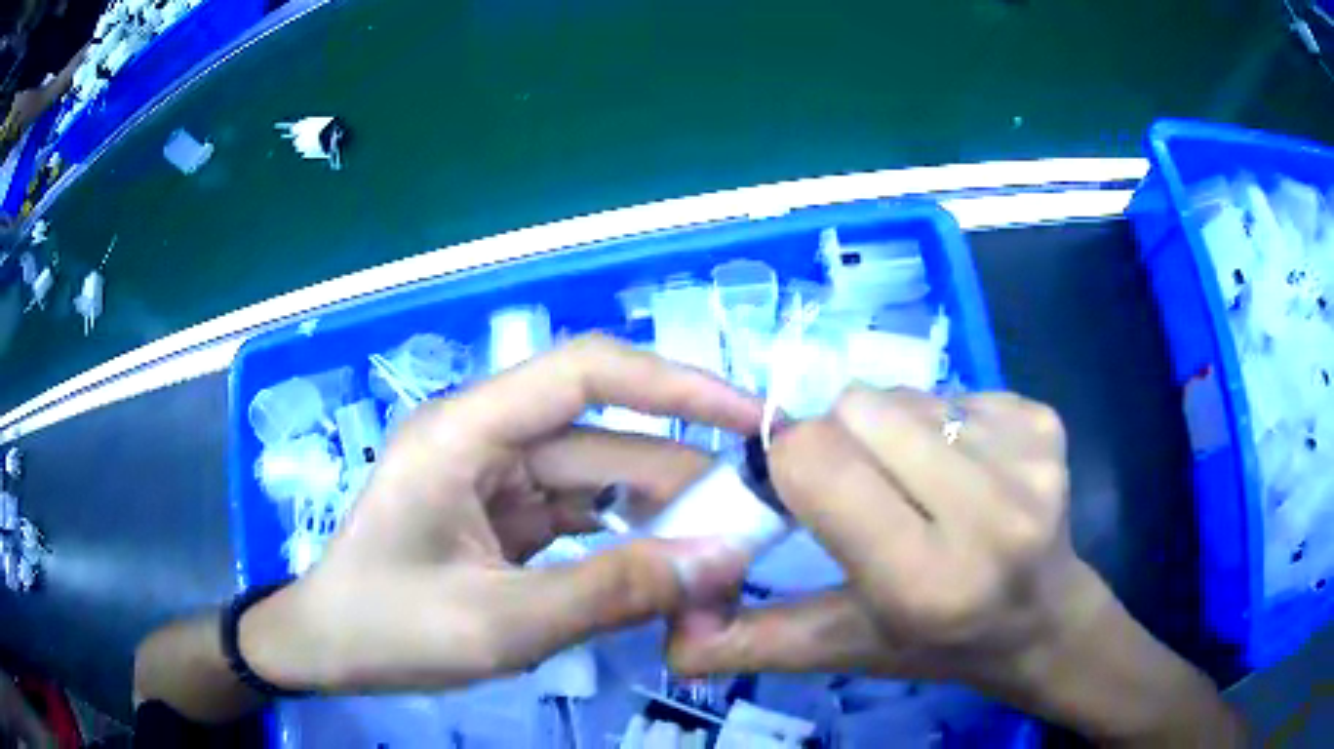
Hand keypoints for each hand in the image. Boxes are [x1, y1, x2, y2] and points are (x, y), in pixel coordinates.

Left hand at [241, 335, 759, 692]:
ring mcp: (492, 474)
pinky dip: (624, 540)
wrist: (327, 649)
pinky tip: (663, 570)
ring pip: (598, 478)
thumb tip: (720, 563)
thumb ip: (610, 594)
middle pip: (603, 436)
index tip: (750, 419)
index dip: (677, 385)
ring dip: (656, 515)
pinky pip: (579, 513)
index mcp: (465, 432)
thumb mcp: (500, 625)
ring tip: (717, 558)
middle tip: (750, 529)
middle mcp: (483, 436)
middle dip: (680, 480)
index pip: (587, 372)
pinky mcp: (501, 513)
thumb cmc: (388, 630)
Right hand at [667, 386, 1238, 743]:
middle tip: (865, 491)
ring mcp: (1028, 459)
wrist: (1045, 620)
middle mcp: (988, 513)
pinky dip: (943, 424)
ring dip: (892, 431)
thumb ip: (754, 639)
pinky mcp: (1046, 422)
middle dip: (841, 440)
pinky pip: (956, 390)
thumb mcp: (845, 648)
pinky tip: (966, 472)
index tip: (796, 489)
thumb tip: (670, 634)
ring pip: (905, 394)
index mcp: (925, 579)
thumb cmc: (940, 643)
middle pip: (860, 408)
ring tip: (920, 486)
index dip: (790, 461)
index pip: (817, 460)